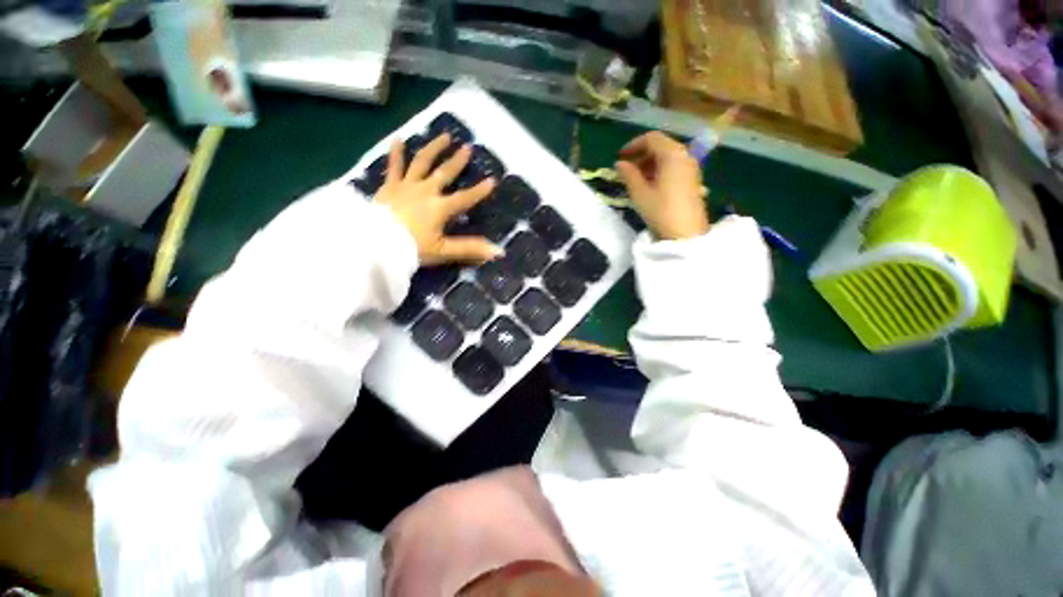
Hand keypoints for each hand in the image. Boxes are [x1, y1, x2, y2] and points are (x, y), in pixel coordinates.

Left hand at [375, 134, 500, 264]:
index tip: (492, 180)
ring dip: (434, 148)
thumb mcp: (444, 251)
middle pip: (445, 173)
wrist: (375, 243)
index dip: (479, 191)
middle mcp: (426, 191)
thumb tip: (499, 251)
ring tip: (444, 136)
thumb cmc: (411, 248)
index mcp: (441, 208)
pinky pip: (394, 166)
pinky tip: (398, 138)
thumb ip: (471, 248)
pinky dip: (396, 152)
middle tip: (467, 147)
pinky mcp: (390, 185)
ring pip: (423, 162)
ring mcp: (407, 185)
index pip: (465, 198)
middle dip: (457, 161)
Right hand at [615, 131, 709, 240]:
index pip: (651, 138)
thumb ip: (628, 174)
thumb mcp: (639, 193)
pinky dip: (660, 170)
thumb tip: (619, 164)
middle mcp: (685, 155)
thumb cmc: (660, 211)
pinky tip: (650, 185)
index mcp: (672, 154)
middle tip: (626, 170)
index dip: (633, 145)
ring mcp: (691, 168)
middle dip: (641, 155)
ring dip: (650, 163)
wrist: (685, 233)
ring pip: (668, 157)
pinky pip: (674, 167)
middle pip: (661, 146)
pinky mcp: (693, 180)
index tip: (620, 157)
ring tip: (636, 179)